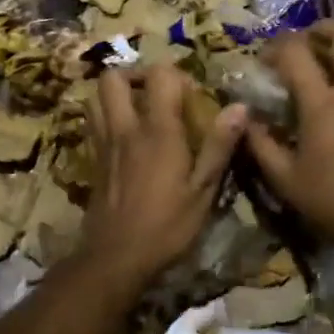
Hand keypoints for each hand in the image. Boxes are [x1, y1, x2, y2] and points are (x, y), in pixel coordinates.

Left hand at [80, 64, 246, 286]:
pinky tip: (127, 137)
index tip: (192, 95)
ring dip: (116, 94)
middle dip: (135, 75)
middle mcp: (125, 128)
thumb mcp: (203, 190)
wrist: (115, 258)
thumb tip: (240, 106)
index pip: (159, 75)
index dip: (176, 75)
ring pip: (95, 98)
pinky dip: (107, 117)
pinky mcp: (93, 160)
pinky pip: (93, 123)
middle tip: (157, 92)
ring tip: (140, 108)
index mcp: (157, 130)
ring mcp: (104, 144)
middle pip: (112, 78)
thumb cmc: (166, 226)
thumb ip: (219, 145)